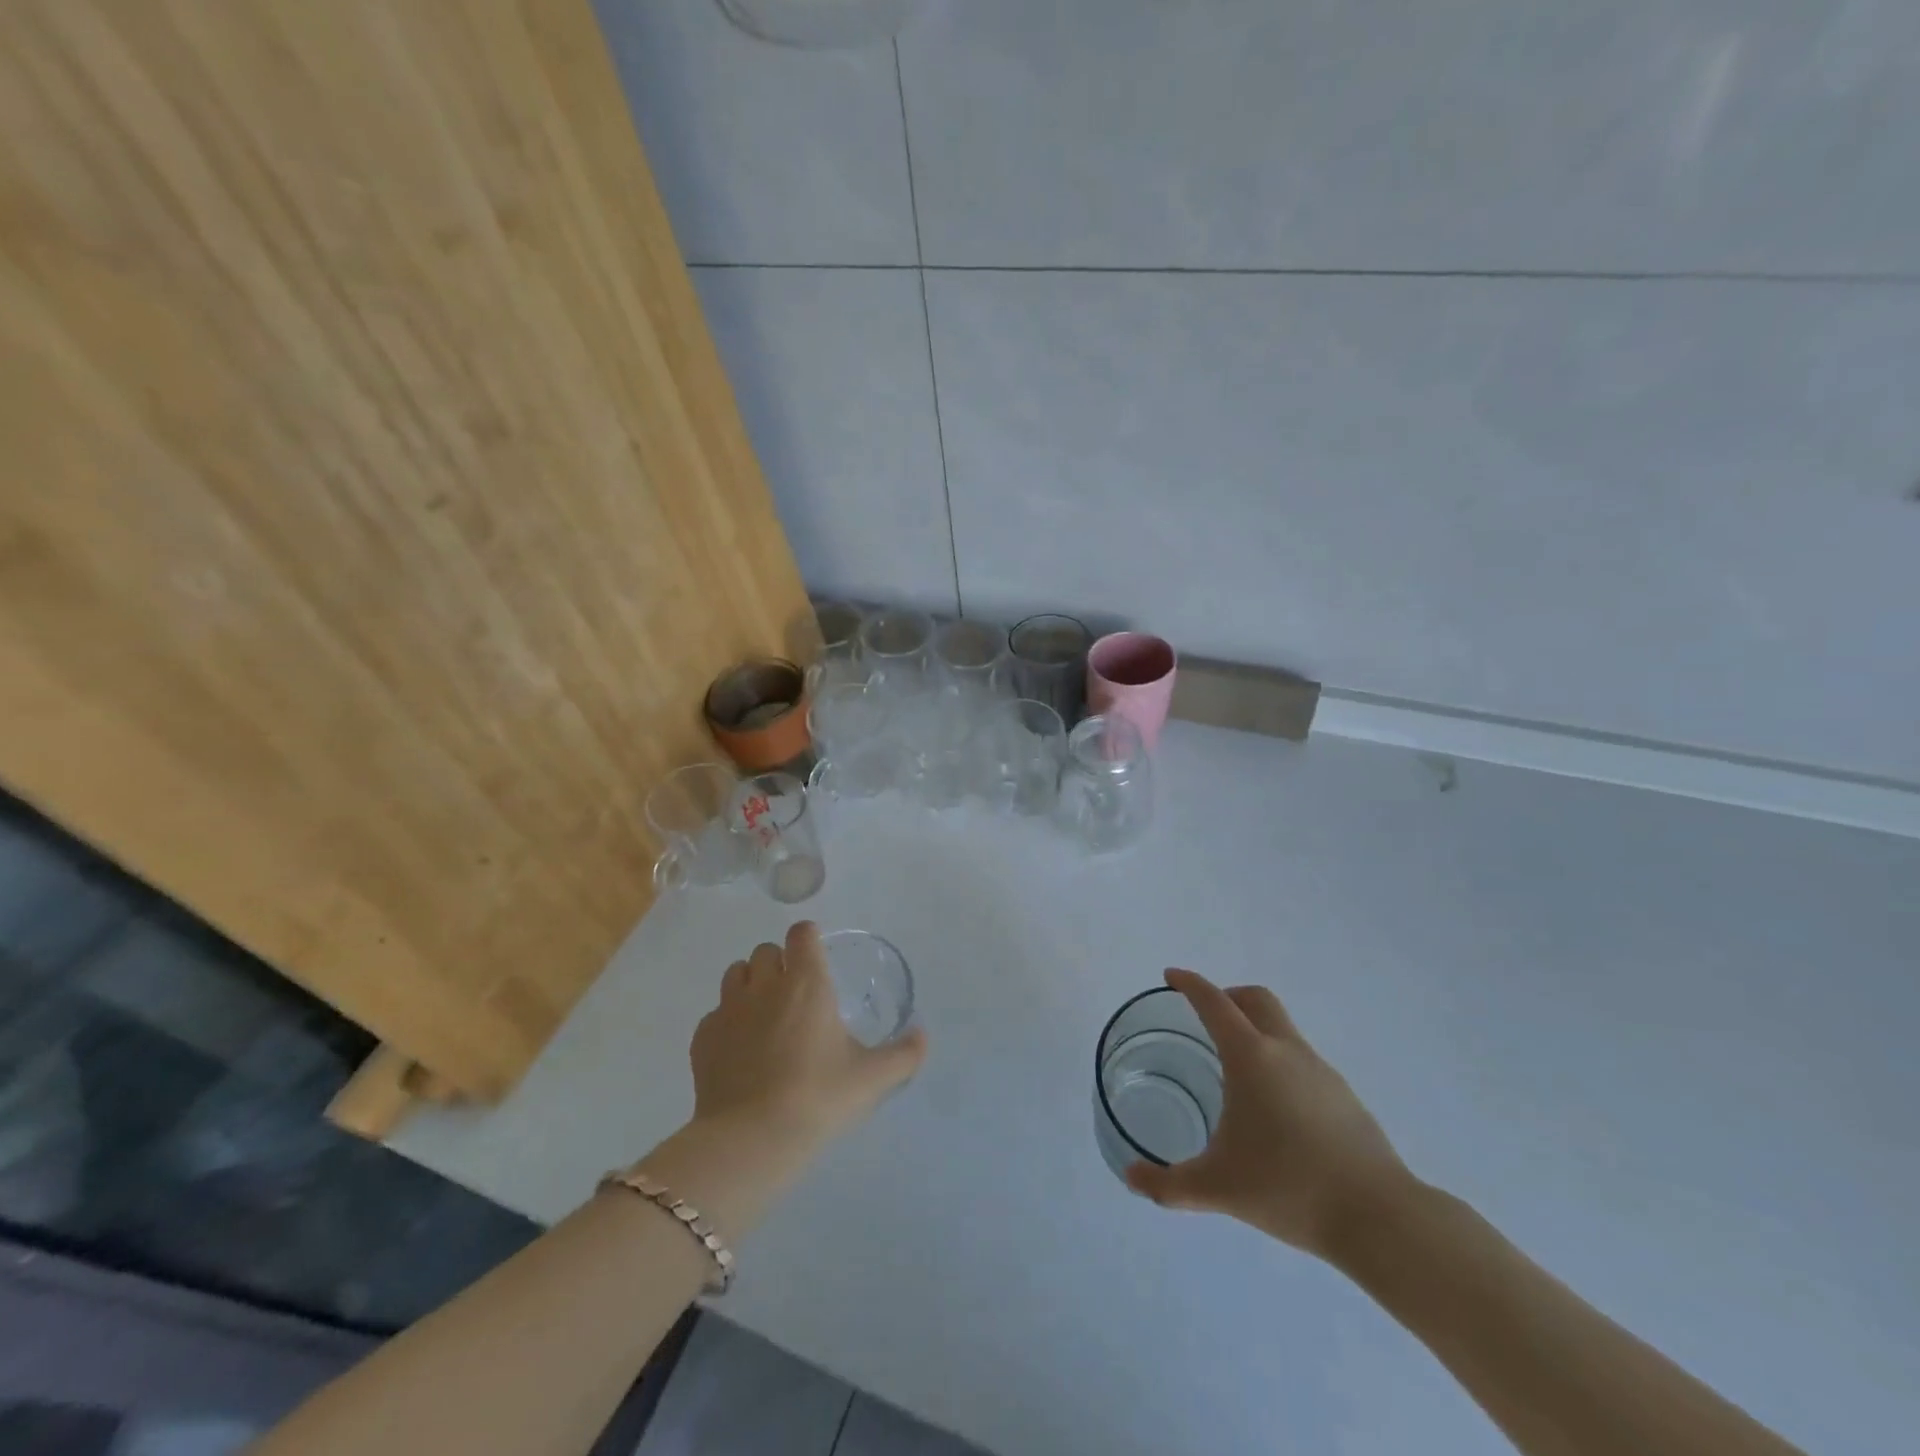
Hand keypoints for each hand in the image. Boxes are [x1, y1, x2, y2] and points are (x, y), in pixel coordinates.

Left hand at [689, 921, 926, 1148]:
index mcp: (806, 982)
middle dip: (780, 962)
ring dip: (750, 983)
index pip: (802, 933)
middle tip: (795, 994)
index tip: (817, 958)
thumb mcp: (872, 1078)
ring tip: (765, 1014)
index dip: (809, 939)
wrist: (751, 1140)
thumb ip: (904, 1054)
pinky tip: (740, 1049)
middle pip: (766, 950)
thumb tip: (923, 1036)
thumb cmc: (818, 1097)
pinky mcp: (702, 1038)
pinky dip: (727, 1021)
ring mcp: (728, 1009)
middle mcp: (765, 984)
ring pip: (736, 973)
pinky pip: (715, 1013)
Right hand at [1126, 968, 1413, 1261]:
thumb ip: (1168, 1184)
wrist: (1380, 1218)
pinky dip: (1279, 1063)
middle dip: (1227, 996)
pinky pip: (1302, 1060)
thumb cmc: (1288, 1188)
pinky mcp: (1344, 1096)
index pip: (1214, 1002)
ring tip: (1236, 1073)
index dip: (1190, 984)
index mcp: (1251, 1057)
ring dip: (1255, 1031)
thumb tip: (1132, 1179)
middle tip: (1205, 1017)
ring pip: (1282, 1029)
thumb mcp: (1217, 1188)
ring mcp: (1321, 1071)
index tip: (1171, 977)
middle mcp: (1286, 1051)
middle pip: (1256, 999)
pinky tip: (1274, 1110)